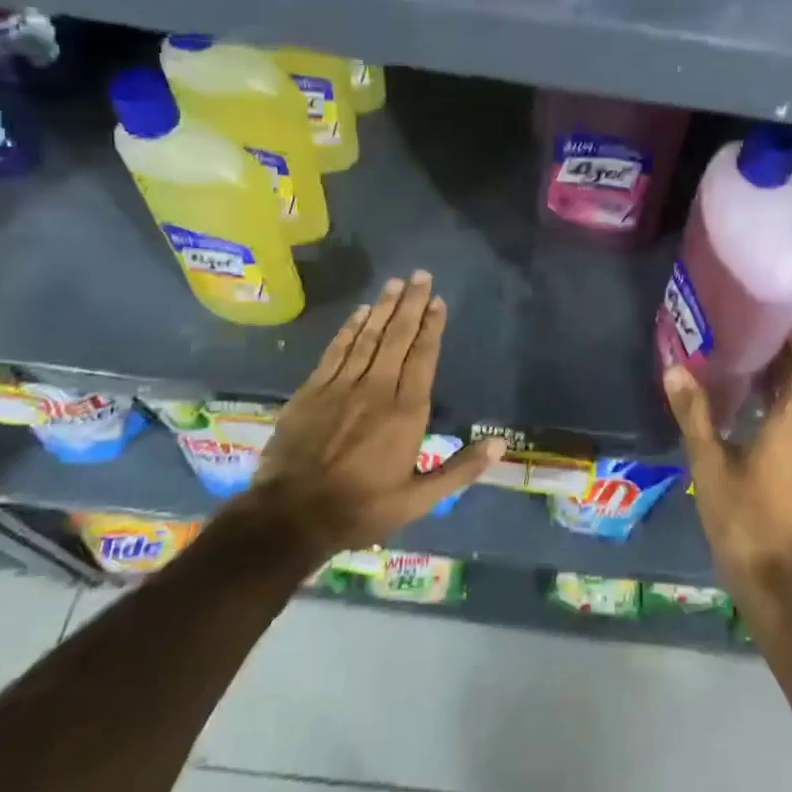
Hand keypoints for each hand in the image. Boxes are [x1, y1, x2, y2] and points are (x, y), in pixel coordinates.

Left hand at [233, 271, 502, 567]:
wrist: (291, 516)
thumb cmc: (362, 508)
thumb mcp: (418, 500)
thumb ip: (459, 470)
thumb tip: (499, 445)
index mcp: (406, 412)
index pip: (423, 357)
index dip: (432, 326)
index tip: (438, 301)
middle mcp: (377, 389)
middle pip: (398, 337)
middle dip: (411, 304)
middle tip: (420, 275)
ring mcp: (341, 386)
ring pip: (368, 337)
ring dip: (383, 308)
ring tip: (396, 283)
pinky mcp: (312, 390)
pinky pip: (336, 350)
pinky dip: (350, 329)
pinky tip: (360, 312)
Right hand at [664, 331, 791, 596]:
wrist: (773, 577)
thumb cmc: (742, 517)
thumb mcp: (709, 463)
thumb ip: (694, 413)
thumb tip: (675, 368)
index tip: (765, 315)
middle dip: (790, 350)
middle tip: (751, 331)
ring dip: (789, 373)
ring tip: (749, 355)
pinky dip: (787, 397)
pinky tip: (753, 398)